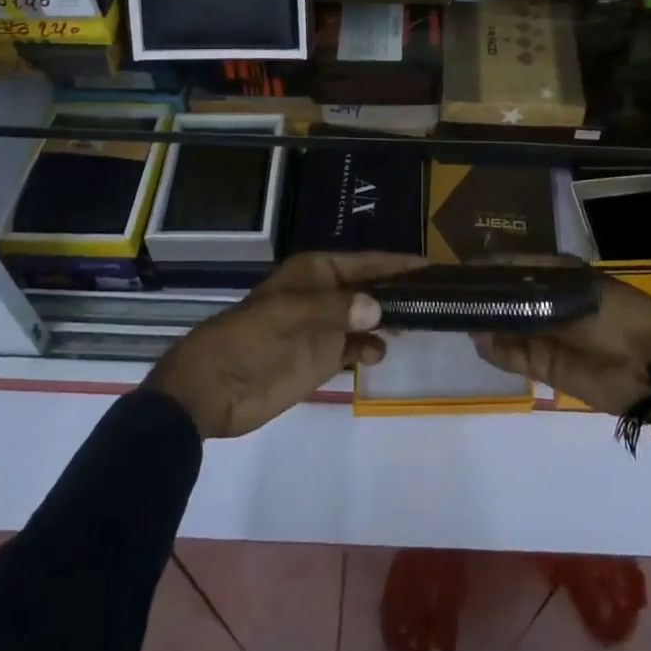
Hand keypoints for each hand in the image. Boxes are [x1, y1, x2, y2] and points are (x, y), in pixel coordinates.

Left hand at [144, 252, 425, 438]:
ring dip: (387, 322)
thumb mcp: (292, 314)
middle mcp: (325, 294)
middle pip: (371, 288)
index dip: (397, 264)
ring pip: (367, 318)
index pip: (366, 262)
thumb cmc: (252, 338)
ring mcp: (324, 327)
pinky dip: (369, 349)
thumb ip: (338, 309)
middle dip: (398, 292)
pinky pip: (356, 348)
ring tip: (414, 327)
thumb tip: (379, 307)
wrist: (214, 387)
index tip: (431, 266)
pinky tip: (377, 354)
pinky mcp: (321, 359)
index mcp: (316, 272)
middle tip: (436, 300)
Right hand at [471, 263, 650, 448]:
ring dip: (485, 322)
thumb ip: (538, 289)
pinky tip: (477, 339)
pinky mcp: (547, 367)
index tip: (465, 264)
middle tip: (452, 291)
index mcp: (563, 278)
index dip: (494, 266)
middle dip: (485, 294)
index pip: (519, 267)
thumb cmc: (622, 316)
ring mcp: (547, 336)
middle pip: (509, 297)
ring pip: (507, 326)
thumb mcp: (582, 290)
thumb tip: (499, 283)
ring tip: (458, 313)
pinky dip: (495, 350)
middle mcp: (551, 305)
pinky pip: (514, 356)